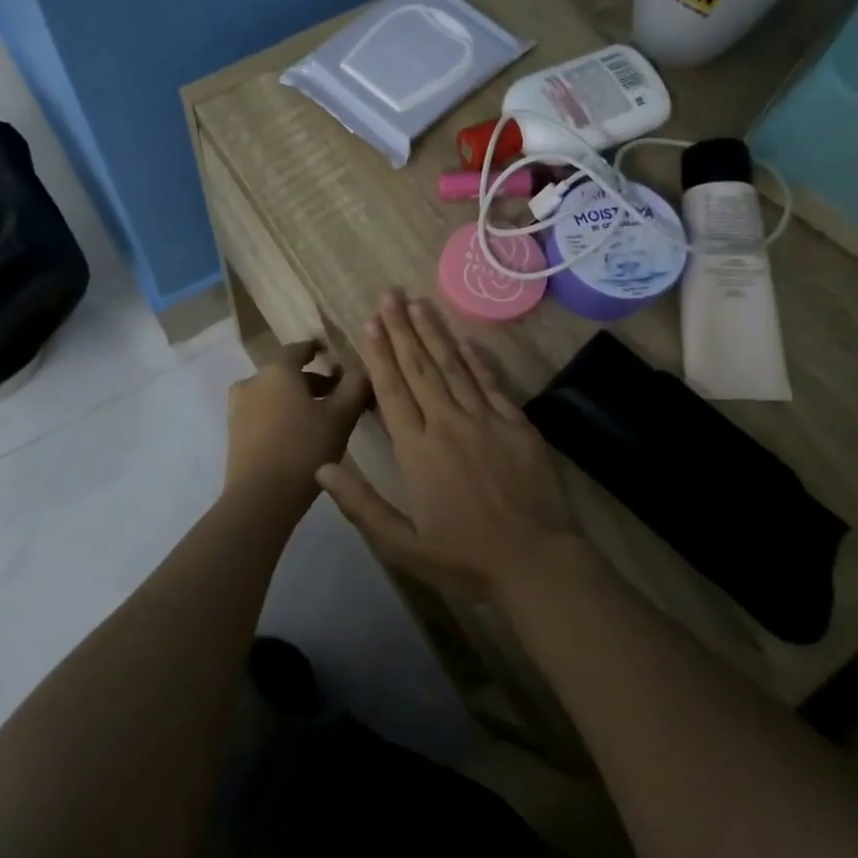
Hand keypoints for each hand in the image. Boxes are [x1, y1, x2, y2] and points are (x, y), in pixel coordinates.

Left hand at [225, 340, 370, 502]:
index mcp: (277, 370)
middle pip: (286, 373)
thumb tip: (363, 369)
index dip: (318, 350)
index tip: (334, 356)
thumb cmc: (304, 449)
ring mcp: (238, 407)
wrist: (259, 497)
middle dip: (313, 381)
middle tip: (338, 395)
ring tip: (322, 419)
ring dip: (296, 400)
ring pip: (274, 394)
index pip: (299, 349)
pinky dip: (281, 415)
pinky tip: (299, 435)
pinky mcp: (234, 432)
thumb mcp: (341, 417)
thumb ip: (355, 387)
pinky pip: (262, 413)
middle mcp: (252, 381)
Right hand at [315, 291, 577, 595]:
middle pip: (420, 368)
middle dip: (402, 329)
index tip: (369, 322)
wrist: (536, 563)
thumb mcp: (402, 544)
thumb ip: (361, 504)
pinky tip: (466, 341)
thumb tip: (321, 468)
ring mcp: (486, 421)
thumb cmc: (464, 558)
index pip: (392, 390)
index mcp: (417, 450)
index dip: (379, 354)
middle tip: (390, 294)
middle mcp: (448, 424)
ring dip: (435, 333)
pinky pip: (492, 384)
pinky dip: (478, 360)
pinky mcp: (517, 425)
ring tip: (419, 303)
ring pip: (454, 367)